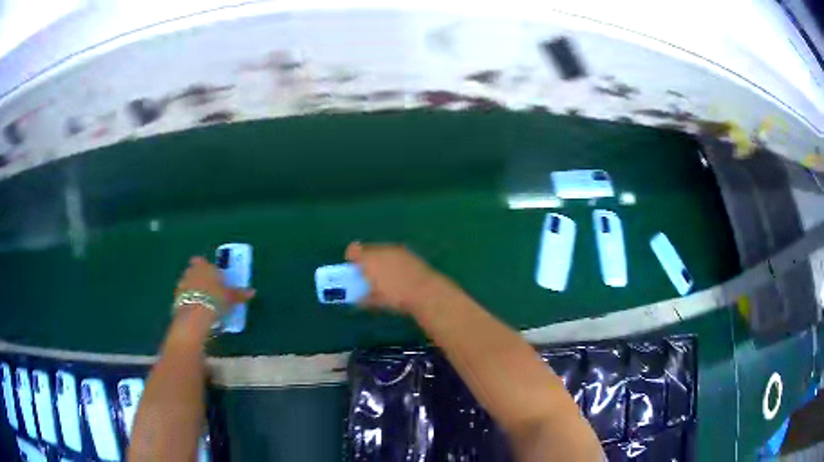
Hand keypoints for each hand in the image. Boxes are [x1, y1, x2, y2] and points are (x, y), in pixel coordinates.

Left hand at [175, 256, 255, 317]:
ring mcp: (182, 283)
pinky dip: (187, 299)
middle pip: (193, 270)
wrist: (196, 314)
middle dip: (198, 277)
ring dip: (191, 288)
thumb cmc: (215, 300)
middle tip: (207, 288)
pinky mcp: (176, 296)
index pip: (202, 261)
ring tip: (201, 300)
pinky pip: (183, 295)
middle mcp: (192, 271)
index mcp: (205, 267)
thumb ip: (239, 294)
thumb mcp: (230, 297)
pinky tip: (194, 308)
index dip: (205, 266)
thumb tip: (252, 292)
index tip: (211, 275)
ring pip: (187, 282)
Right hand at [345, 242, 449, 313]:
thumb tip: (356, 298)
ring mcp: (397, 249)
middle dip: (367, 260)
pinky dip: (393, 261)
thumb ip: (362, 297)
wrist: (425, 292)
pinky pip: (395, 253)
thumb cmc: (397, 298)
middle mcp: (381, 250)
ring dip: (380, 260)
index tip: (354, 271)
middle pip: (368, 249)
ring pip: (382, 251)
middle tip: (369, 276)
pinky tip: (399, 274)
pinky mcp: (410, 252)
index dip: (352, 259)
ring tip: (386, 276)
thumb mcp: (375, 301)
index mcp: (369, 259)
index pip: (353, 250)